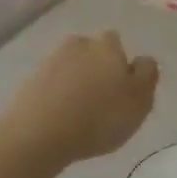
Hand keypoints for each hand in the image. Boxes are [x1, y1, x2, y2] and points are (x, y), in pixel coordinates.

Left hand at [2, 32, 158, 164]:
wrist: (39, 134)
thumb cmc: (100, 117)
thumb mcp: (140, 100)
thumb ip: (147, 75)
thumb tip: (142, 60)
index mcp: (107, 46)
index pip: (118, 43)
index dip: (122, 64)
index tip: (123, 88)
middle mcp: (78, 45)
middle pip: (92, 52)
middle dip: (97, 68)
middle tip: (103, 98)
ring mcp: (50, 61)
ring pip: (71, 66)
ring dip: (77, 81)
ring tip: (81, 111)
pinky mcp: (29, 81)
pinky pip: (52, 84)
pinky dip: (58, 94)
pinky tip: (61, 116)